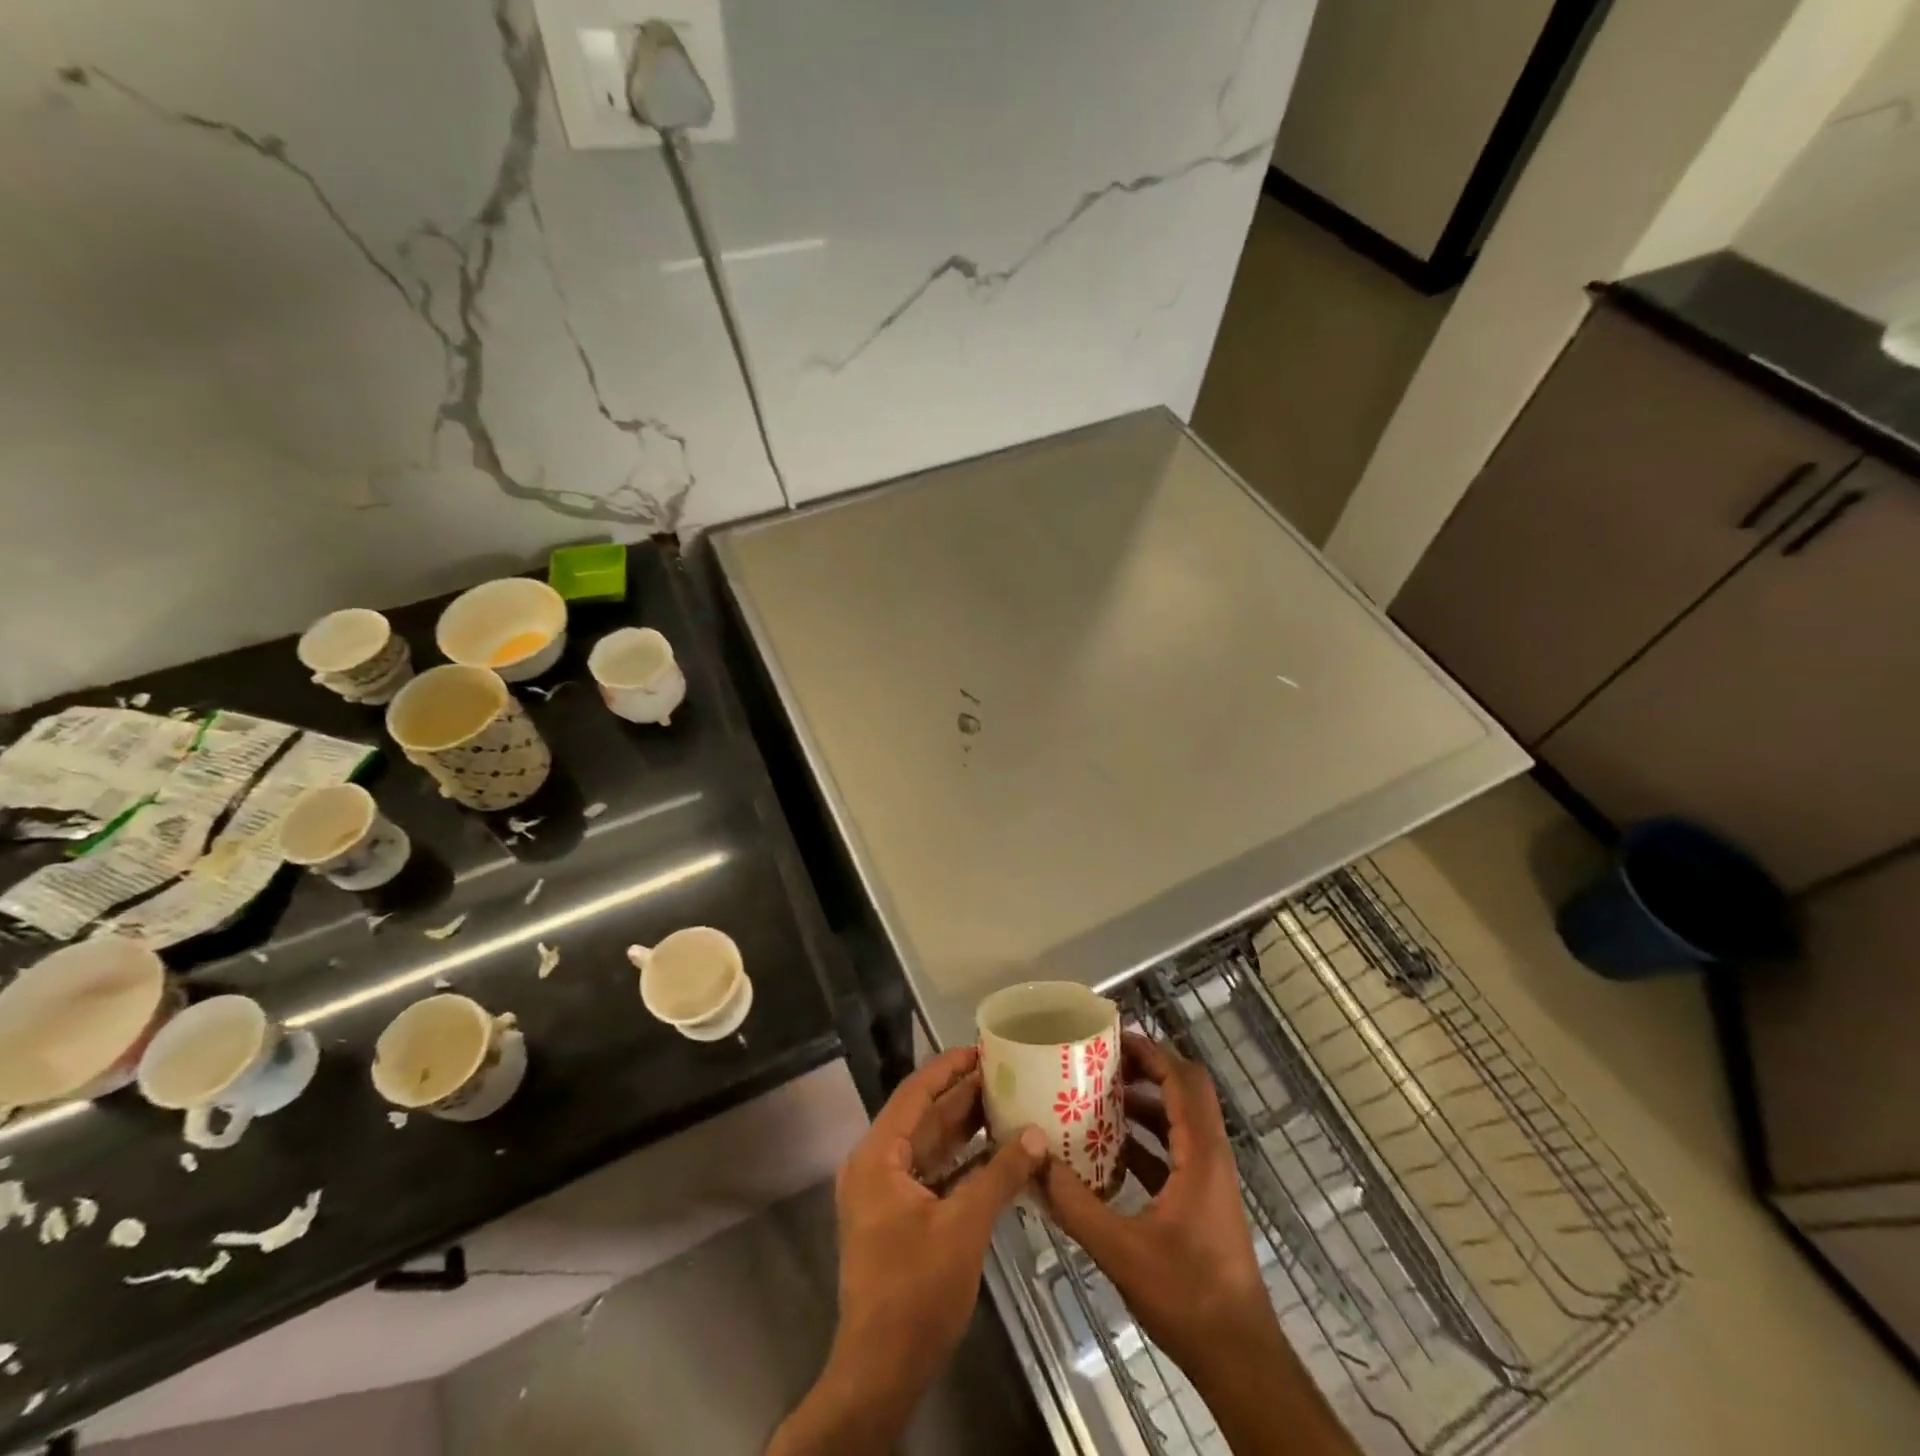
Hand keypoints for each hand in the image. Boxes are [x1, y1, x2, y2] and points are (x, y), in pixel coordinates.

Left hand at [770, 1046, 1046, 1455]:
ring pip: (928, 1146)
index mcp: (878, 1156)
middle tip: (1004, 1073)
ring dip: (964, 1128)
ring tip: (1005, 1102)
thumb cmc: (916, 1291)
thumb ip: (1000, 1175)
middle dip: (962, 1095)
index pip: (915, 1093)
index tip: (982, 1049)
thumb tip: (1037, 1136)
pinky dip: (960, 1161)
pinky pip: (931, 1173)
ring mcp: (884, 1193)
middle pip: (923, 1117)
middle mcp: (875, 1165)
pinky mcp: (897, 1217)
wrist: (881, 1371)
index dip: (948, 1068)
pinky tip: (994, 1152)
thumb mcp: (963, 1227)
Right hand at [1041, 1033, 1275, 1376]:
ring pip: (1179, 1120)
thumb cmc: (1187, 1296)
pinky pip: (1174, 1150)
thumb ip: (1075, 1204)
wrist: (1239, 1358)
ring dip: (1144, 1104)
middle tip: (1101, 1063)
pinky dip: (1146, 1139)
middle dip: (1146, 1069)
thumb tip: (1034, 1161)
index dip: (1150, 1053)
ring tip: (1097, 1099)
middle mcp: (1210, 1155)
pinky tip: (1108, 1152)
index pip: (1182, 1079)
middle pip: (1185, 1090)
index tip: (1111, 1039)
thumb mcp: (1121, 1250)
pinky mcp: (1202, 1200)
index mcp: (1200, 1153)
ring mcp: (1209, 1178)